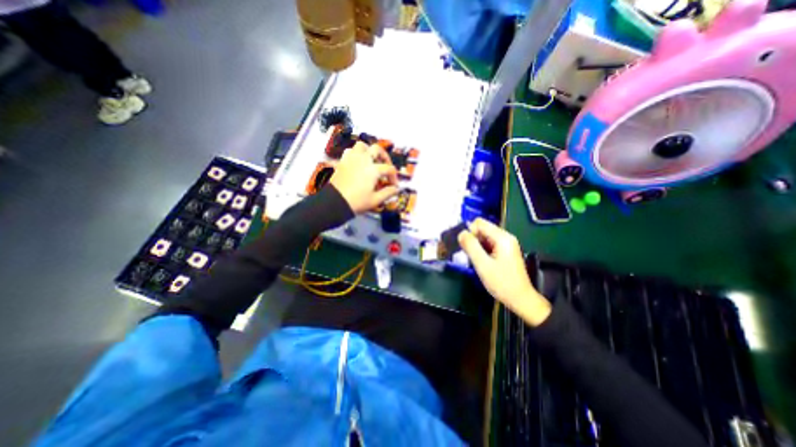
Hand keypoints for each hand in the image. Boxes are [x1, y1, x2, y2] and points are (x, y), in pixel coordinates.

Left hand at [332, 141, 401, 212]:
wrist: (334, 202)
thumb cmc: (357, 202)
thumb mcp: (375, 200)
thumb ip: (388, 193)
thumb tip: (396, 189)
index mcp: (373, 169)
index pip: (389, 169)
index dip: (394, 177)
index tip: (394, 186)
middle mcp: (363, 160)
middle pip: (377, 149)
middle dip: (384, 157)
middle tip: (386, 167)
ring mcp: (351, 159)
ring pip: (362, 146)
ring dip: (369, 151)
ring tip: (371, 161)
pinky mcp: (342, 162)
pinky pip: (350, 152)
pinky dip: (356, 154)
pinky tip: (358, 163)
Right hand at [457, 218, 551, 326]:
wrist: (520, 299)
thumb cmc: (501, 282)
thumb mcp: (483, 264)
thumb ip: (471, 246)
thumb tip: (461, 233)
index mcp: (502, 237)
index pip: (479, 223)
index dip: (470, 232)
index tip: (468, 248)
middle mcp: (505, 237)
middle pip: (482, 229)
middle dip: (473, 239)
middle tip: (472, 256)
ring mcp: (506, 244)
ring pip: (484, 237)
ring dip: (477, 246)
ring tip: (477, 261)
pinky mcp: (505, 251)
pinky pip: (489, 244)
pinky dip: (482, 250)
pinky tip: (483, 262)